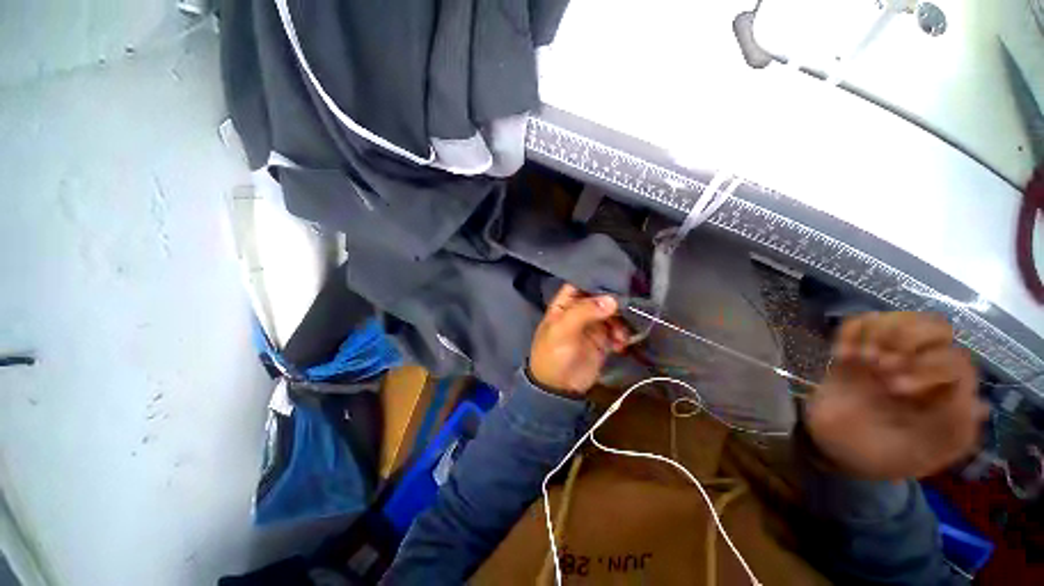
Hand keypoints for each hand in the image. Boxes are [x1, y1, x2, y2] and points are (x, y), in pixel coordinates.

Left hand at [529, 284, 629, 395]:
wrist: (558, 388)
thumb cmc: (554, 354)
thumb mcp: (563, 331)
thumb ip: (584, 312)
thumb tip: (612, 300)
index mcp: (565, 304)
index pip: (582, 283)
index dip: (598, 280)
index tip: (620, 278)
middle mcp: (580, 310)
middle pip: (601, 297)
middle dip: (616, 302)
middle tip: (629, 309)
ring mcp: (593, 325)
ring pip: (613, 314)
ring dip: (621, 322)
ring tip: (621, 336)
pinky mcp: (603, 340)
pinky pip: (618, 331)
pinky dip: (622, 336)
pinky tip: (621, 345)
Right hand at [806, 312, 988, 480]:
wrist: (833, 449)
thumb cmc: (879, 457)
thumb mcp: (921, 456)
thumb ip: (952, 432)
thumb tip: (978, 403)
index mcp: (946, 394)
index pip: (955, 359)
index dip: (928, 366)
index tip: (893, 389)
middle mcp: (923, 369)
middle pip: (934, 327)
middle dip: (906, 340)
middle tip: (879, 365)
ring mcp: (888, 357)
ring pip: (898, 319)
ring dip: (878, 333)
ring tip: (859, 359)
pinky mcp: (857, 352)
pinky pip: (859, 323)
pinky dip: (850, 332)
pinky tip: (841, 354)